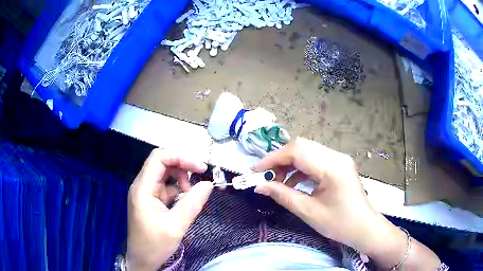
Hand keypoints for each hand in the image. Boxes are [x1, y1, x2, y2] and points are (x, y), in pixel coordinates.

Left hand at [127, 149, 212, 270]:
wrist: (142, 260)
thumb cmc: (155, 244)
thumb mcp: (176, 226)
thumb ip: (192, 203)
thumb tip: (208, 184)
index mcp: (143, 188)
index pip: (159, 158)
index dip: (180, 157)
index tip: (200, 168)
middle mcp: (142, 186)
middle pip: (161, 164)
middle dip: (182, 167)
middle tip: (199, 178)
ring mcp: (145, 193)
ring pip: (164, 175)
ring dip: (180, 179)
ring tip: (191, 194)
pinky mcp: (150, 201)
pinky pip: (165, 187)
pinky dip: (177, 190)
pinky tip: (185, 201)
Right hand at [253, 138, 439, 268]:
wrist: (365, 228)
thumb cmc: (340, 224)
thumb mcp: (309, 212)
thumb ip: (282, 195)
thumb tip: (260, 186)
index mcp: (332, 167)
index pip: (297, 151)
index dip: (273, 159)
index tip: (256, 170)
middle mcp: (336, 156)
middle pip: (302, 147)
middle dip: (280, 160)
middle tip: (266, 177)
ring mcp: (339, 159)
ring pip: (308, 152)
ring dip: (290, 164)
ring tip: (278, 182)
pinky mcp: (339, 165)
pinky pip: (315, 160)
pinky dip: (301, 169)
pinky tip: (293, 183)